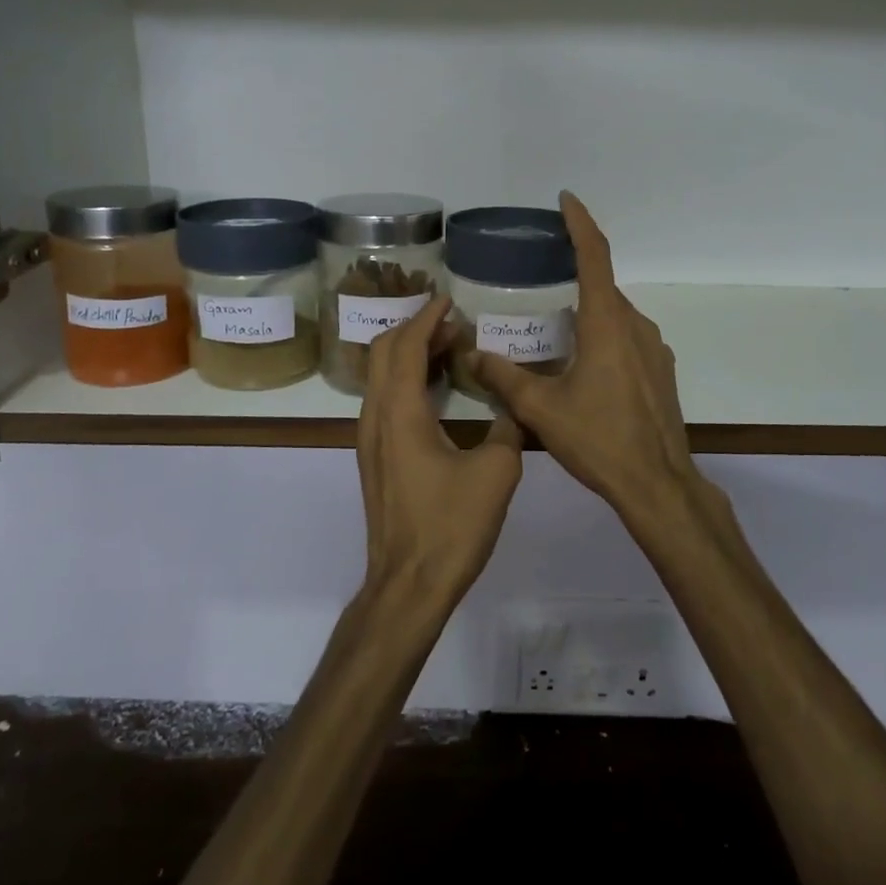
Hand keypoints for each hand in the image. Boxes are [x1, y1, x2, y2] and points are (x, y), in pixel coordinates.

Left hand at [358, 295, 523, 608]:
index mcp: (400, 412)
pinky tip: (438, 392)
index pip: (405, 345)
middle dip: (415, 329)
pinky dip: (407, 382)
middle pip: (383, 353)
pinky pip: (385, 401)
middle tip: (453, 324)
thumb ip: (508, 428)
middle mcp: (375, 417)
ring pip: (381, 377)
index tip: (449, 300)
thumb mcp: (496, 472)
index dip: (427, 318)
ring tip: (449, 350)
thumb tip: (515, 406)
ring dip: (410, 355)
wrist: (409, 583)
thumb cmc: (451, 525)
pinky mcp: (375, 459)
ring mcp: (370, 439)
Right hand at [469, 192, 699, 528]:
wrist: (657, 483)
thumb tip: (471, 354)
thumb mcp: (541, 409)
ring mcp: (654, 350)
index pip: (595, 256)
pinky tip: (583, 366)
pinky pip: (628, 339)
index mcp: (607, 324)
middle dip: (574, 275)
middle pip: (603, 286)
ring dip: (588, 312)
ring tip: (555, 330)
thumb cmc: (598, 439)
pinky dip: (604, 336)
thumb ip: (503, 377)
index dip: (580, 223)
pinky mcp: (660, 372)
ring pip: (616, 316)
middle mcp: (635, 327)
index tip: (566, 200)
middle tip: (540, 280)